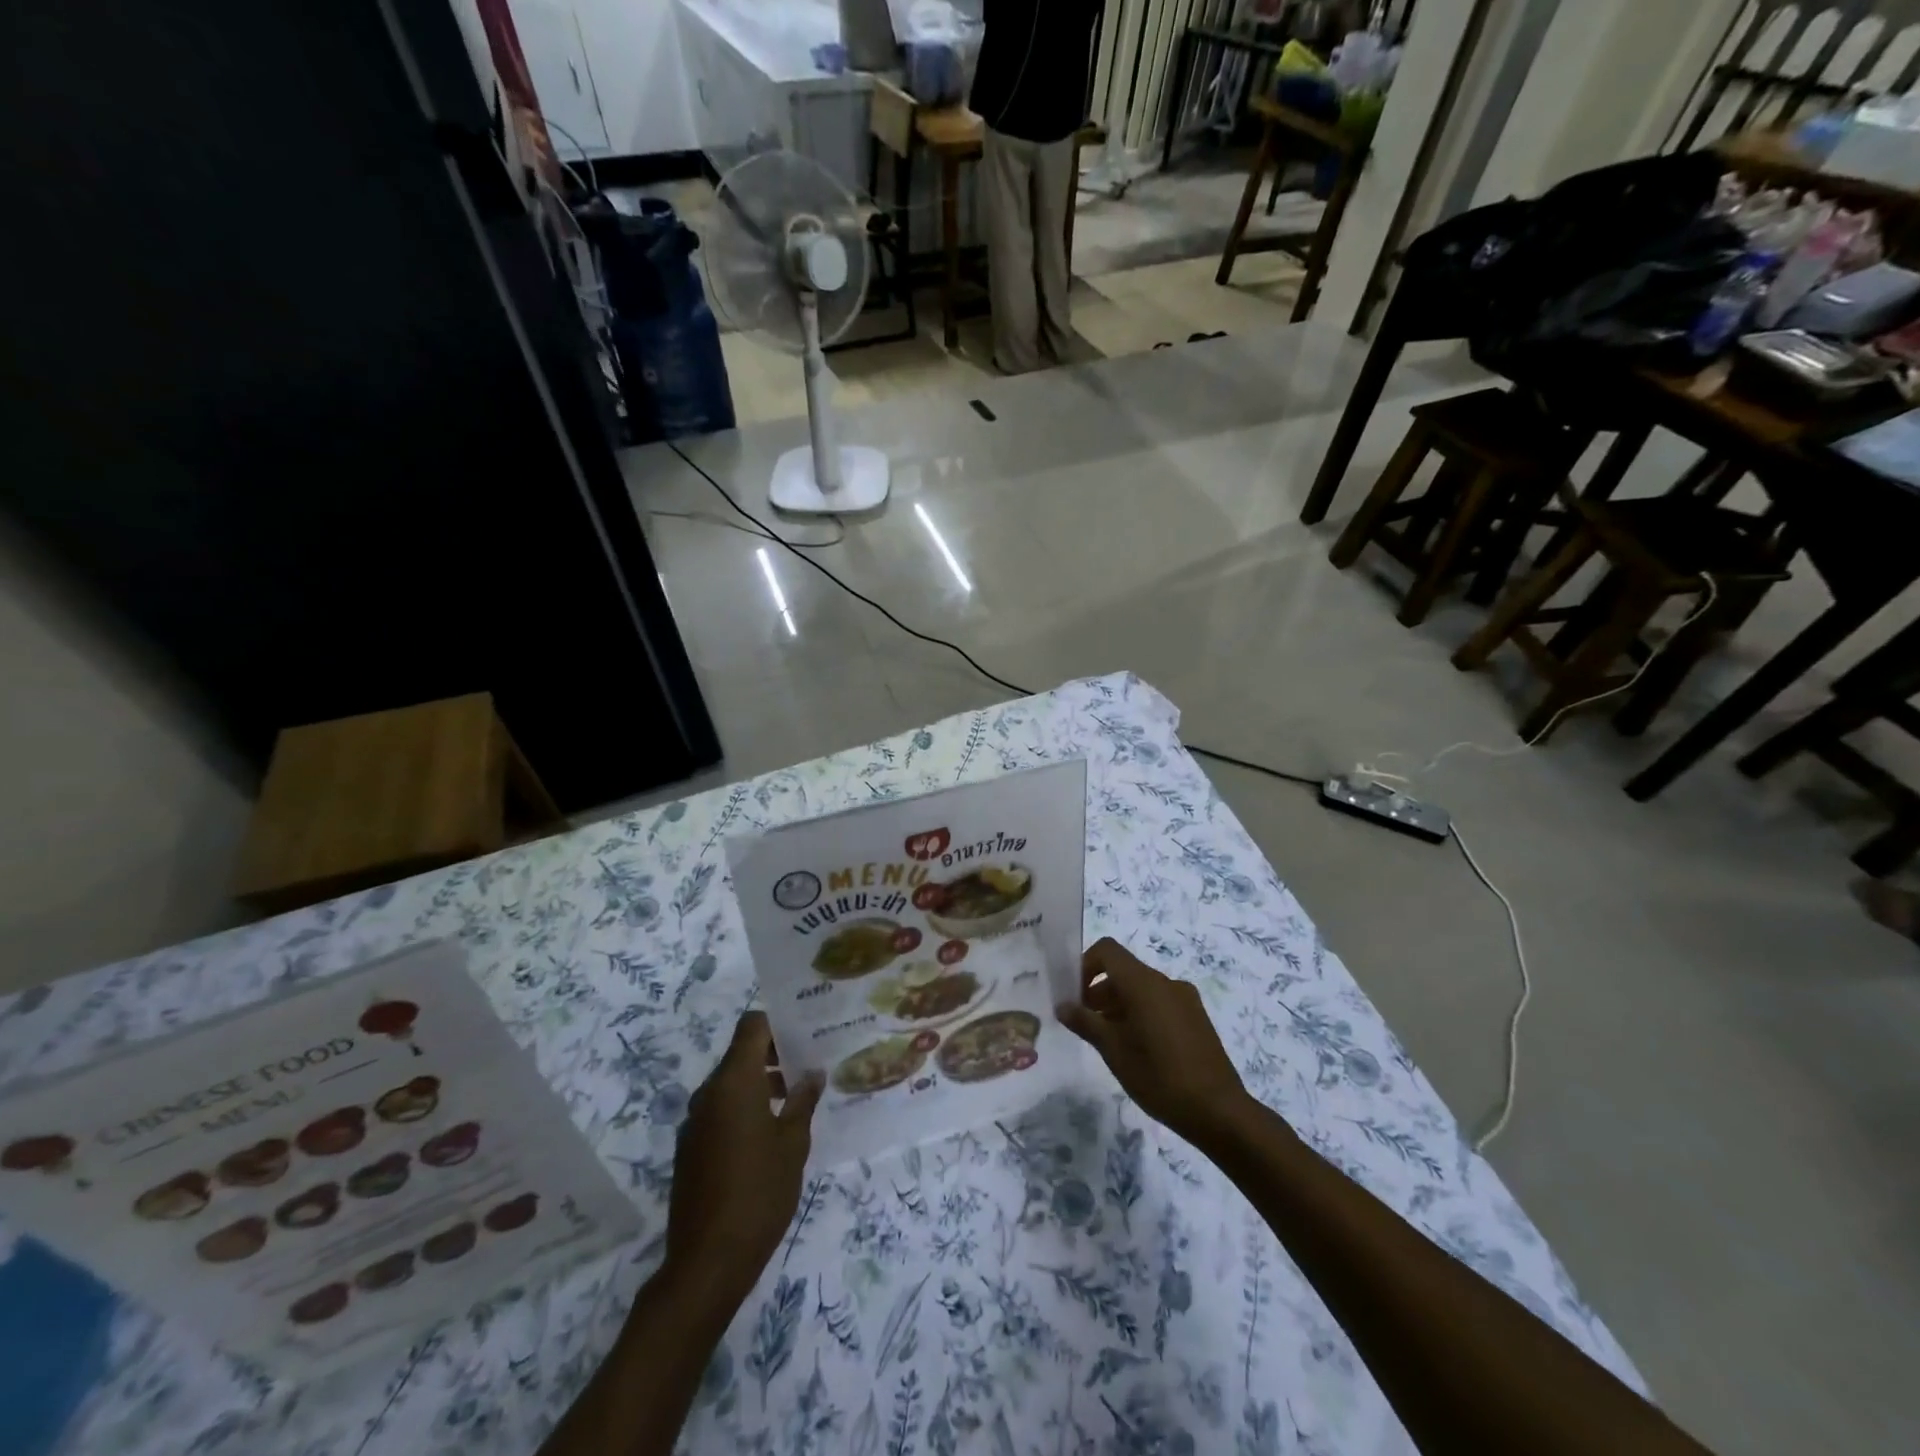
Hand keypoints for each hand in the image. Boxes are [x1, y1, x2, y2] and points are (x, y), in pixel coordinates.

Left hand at [666, 1011, 822, 1298]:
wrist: (707, 1262)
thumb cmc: (759, 1192)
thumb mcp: (793, 1144)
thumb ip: (803, 1101)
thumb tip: (813, 1074)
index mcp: (734, 1082)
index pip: (751, 1026)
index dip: (777, 1023)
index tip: (804, 1035)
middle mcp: (709, 1093)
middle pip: (741, 1054)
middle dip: (774, 1056)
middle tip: (809, 1068)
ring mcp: (696, 1122)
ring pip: (730, 1084)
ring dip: (760, 1085)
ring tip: (795, 1102)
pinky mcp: (691, 1148)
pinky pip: (720, 1111)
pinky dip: (744, 1109)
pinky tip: (769, 1135)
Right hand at [1058, 938, 1249, 1147]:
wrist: (1219, 1111)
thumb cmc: (1159, 1077)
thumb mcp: (1114, 1051)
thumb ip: (1085, 1022)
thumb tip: (1062, 1005)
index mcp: (1144, 983)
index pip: (1107, 951)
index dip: (1085, 965)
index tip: (1074, 996)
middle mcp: (1165, 982)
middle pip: (1124, 971)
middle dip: (1099, 991)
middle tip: (1084, 1023)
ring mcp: (1185, 999)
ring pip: (1142, 989)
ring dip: (1118, 1004)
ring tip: (1107, 1040)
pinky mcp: (1196, 1018)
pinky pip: (1160, 1003)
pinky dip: (1140, 1013)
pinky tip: (1136, 1048)